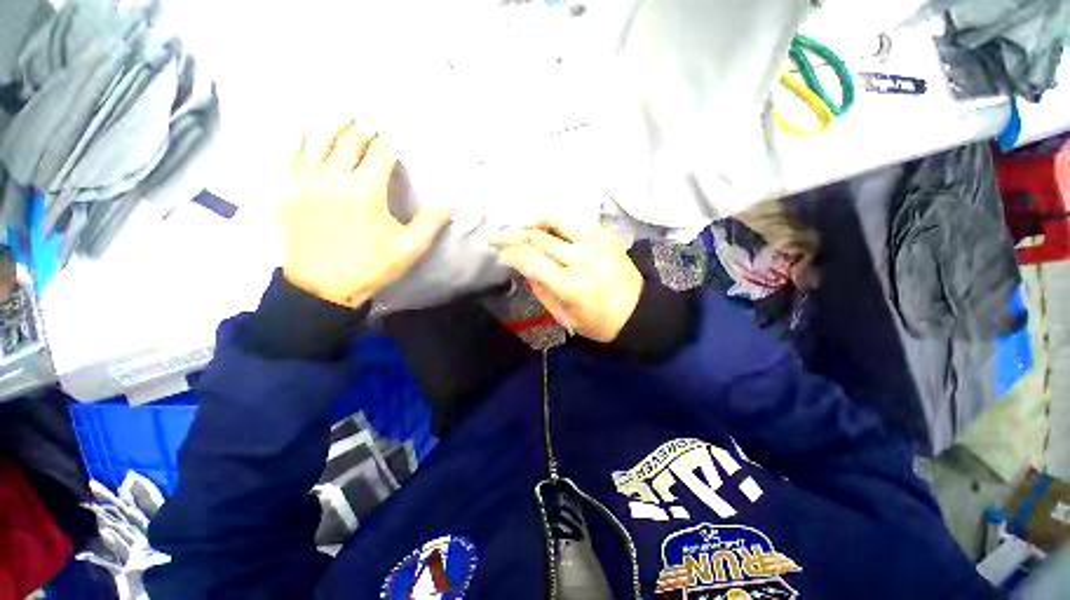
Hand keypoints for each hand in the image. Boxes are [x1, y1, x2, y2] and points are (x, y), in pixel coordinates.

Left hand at [282, 123, 450, 307]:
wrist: (323, 286)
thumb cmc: (371, 266)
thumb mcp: (409, 248)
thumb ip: (431, 222)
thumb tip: (450, 199)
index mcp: (367, 191)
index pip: (380, 153)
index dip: (389, 140)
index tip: (396, 133)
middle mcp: (335, 177)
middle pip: (349, 140)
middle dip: (364, 129)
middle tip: (372, 123)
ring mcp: (307, 181)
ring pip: (318, 140)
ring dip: (334, 125)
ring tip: (344, 116)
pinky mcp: (289, 190)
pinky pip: (292, 154)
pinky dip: (302, 138)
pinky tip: (308, 131)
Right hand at [493, 222, 642, 342]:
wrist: (638, 312)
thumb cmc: (599, 322)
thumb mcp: (564, 316)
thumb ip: (541, 290)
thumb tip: (523, 267)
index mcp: (570, 284)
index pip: (530, 259)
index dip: (510, 254)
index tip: (501, 256)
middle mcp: (582, 258)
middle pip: (540, 237)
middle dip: (513, 235)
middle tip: (498, 235)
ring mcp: (596, 243)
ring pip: (558, 220)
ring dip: (534, 221)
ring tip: (520, 225)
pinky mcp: (606, 237)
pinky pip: (576, 221)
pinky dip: (557, 221)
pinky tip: (548, 226)